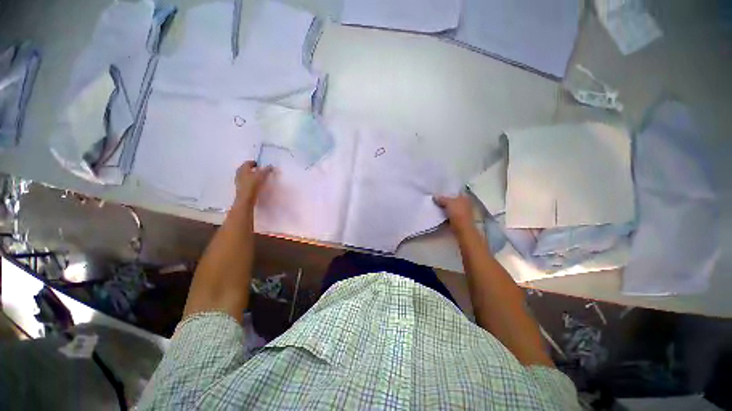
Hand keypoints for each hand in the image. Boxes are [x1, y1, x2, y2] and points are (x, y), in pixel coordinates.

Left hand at [234, 161, 272, 208]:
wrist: (246, 198)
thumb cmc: (253, 185)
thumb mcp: (261, 176)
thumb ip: (266, 170)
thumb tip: (270, 166)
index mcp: (243, 168)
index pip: (248, 162)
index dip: (255, 163)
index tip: (261, 165)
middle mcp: (239, 173)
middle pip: (246, 168)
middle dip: (253, 169)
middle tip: (260, 171)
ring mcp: (238, 180)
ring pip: (245, 175)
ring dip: (251, 175)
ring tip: (259, 178)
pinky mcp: (240, 187)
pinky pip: (245, 181)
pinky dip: (250, 181)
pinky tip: (255, 184)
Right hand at [434, 193, 473, 231]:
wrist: (462, 229)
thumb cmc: (458, 213)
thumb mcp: (448, 202)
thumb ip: (441, 198)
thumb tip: (435, 196)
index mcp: (464, 197)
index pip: (455, 191)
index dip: (447, 191)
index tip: (438, 192)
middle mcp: (464, 203)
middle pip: (452, 199)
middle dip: (444, 199)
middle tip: (435, 198)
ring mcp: (461, 211)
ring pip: (450, 207)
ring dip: (444, 207)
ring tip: (435, 204)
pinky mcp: (458, 218)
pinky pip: (449, 213)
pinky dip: (444, 213)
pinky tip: (438, 212)